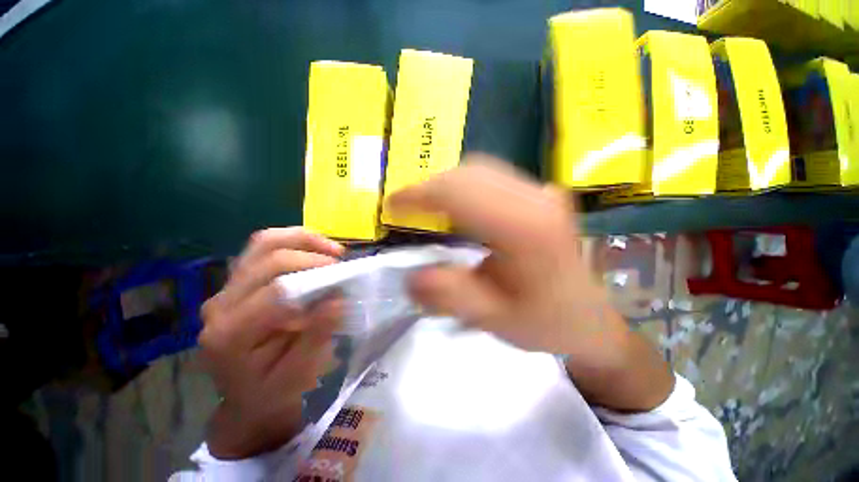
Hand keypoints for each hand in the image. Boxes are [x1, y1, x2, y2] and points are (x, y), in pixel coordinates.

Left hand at [199, 228, 344, 458]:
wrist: (247, 396)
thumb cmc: (273, 391)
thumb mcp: (299, 374)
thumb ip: (316, 337)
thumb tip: (338, 300)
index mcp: (230, 335)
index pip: (275, 292)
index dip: (313, 281)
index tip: (342, 284)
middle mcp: (220, 305)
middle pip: (268, 259)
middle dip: (312, 257)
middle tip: (340, 266)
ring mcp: (225, 289)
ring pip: (263, 243)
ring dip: (304, 240)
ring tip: (332, 249)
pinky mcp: (236, 281)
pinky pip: (263, 247)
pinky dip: (294, 241)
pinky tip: (315, 249)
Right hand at [389, 154, 673, 410]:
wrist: (590, 315)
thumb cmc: (545, 321)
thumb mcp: (492, 318)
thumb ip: (448, 295)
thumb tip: (410, 276)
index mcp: (523, 229)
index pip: (458, 191)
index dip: (418, 194)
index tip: (392, 205)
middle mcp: (535, 198)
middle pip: (467, 172)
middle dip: (429, 187)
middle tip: (407, 209)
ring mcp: (541, 191)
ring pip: (479, 169)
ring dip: (446, 185)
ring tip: (427, 207)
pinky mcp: (541, 194)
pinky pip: (492, 176)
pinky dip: (465, 185)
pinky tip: (458, 207)